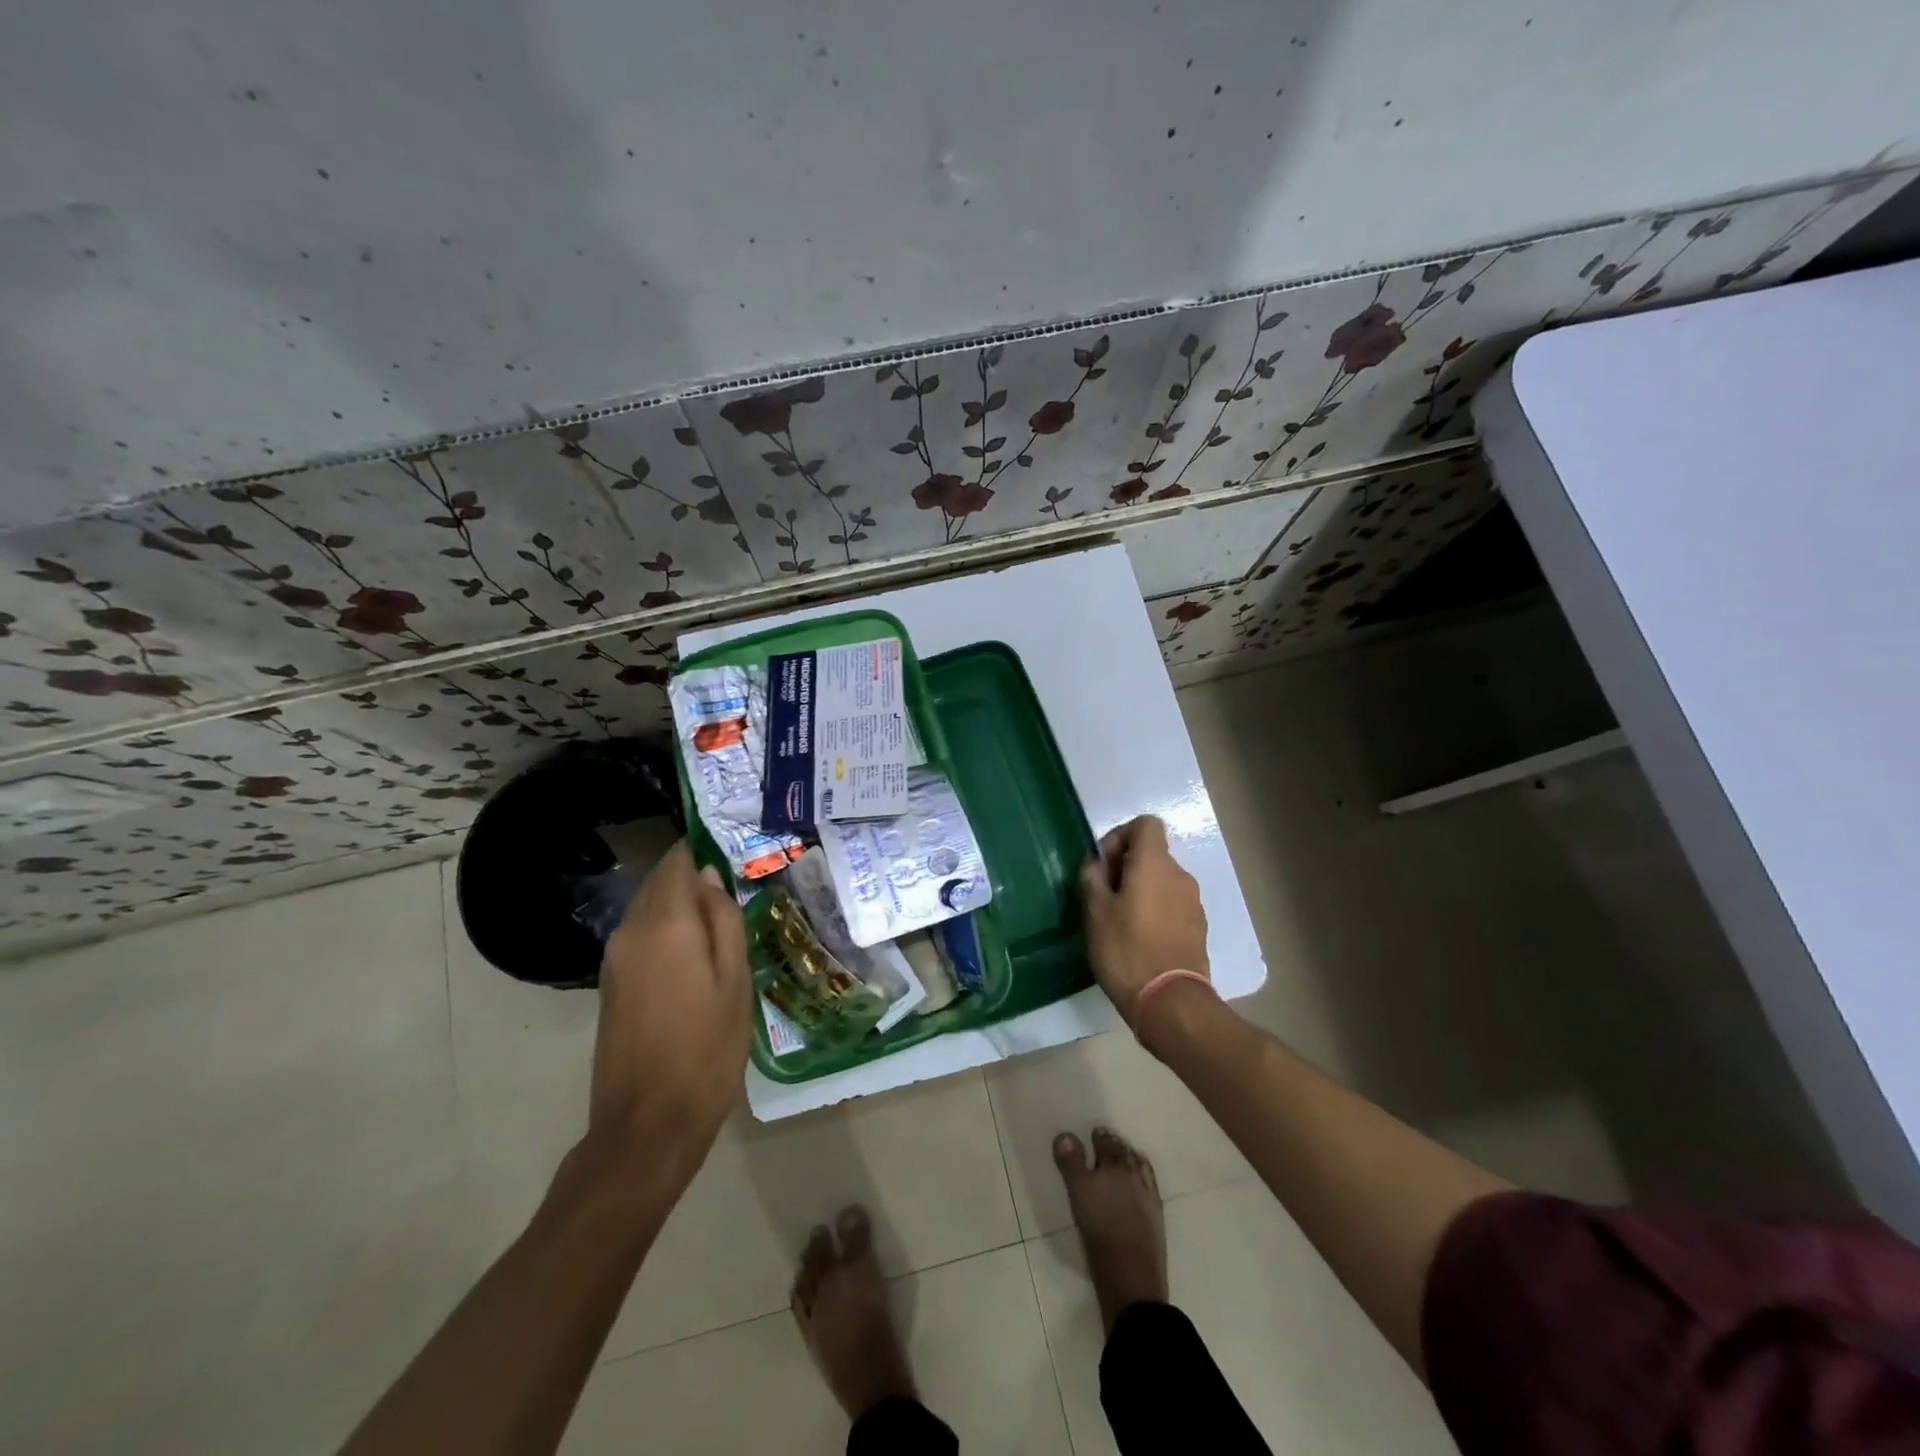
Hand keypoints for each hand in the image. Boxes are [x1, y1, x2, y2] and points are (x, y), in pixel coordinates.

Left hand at [590, 842, 750, 1175]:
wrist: (647, 1125)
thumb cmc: (706, 1050)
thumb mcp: (735, 981)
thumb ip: (724, 921)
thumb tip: (710, 877)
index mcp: (665, 924)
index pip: (677, 861)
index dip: (702, 849)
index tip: (734, 851)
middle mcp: (630, 931)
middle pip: (659, 882)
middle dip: (693, 877)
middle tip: (736, 888)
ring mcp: (615, 959)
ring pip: (648, 908)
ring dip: (680, 905)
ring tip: (722, 919)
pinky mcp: (611, 984)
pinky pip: (640, 936)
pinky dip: (667, 930)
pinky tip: (696, 951)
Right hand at [1080, 815, 1209, 1031]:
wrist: (1170, 1001)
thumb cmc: (1126, 949)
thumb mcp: (1095, 911)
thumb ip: (1092, 877)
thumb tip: (1096, 863)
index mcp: (1155, 864)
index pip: (1145, 824)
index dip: (1121, 836)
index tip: (1104, 865)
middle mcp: (1180, 875)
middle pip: (1153, 853)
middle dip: (1127, 866)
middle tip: (1104, 896)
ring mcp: (1193, 903)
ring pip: (1162, 881)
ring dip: (1141, 890)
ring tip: (1119, 920)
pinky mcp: (1198, 927)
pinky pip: (1172, 904)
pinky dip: (1156, 910)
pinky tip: (1139, 938)